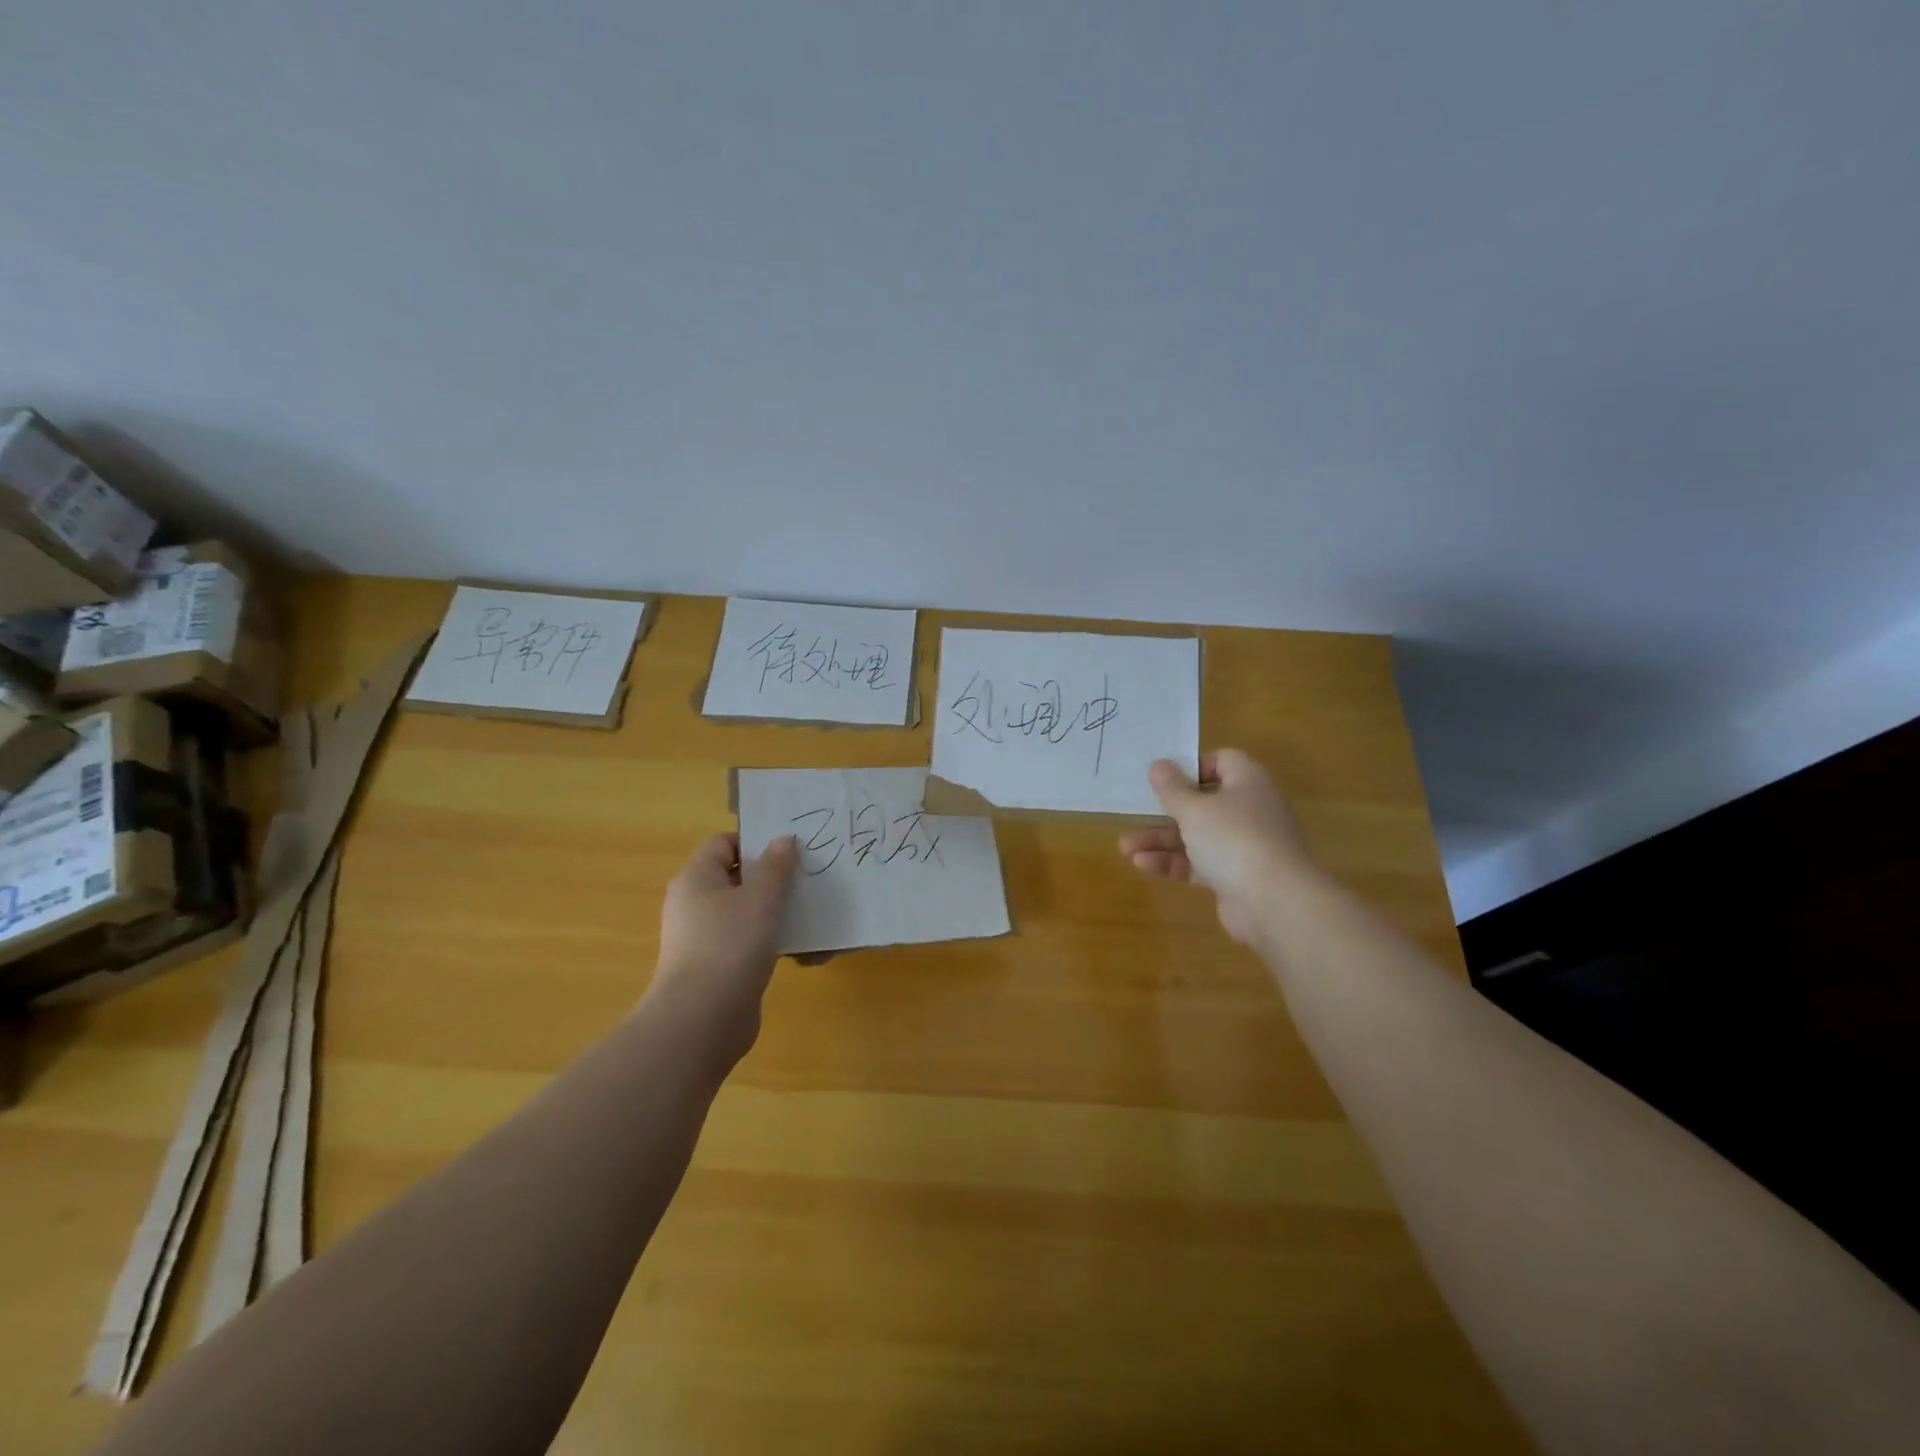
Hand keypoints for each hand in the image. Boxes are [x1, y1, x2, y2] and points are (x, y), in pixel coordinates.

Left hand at [647, 833, 797, 1055]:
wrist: (703, 1021)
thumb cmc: (730, 945)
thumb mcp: (761, 898)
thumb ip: (776, 867)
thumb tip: (782, 839)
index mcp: (696, 879)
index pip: (723, 843)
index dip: (755, 842)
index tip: (790, 851)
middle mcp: (694, 904)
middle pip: (737, 878)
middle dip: (774, 879)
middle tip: (808, 879)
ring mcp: (704, 938)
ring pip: (747, 913)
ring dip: (778, 914)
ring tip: (813, 915)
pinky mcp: (718, 968)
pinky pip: (749, 944)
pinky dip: (772, 943)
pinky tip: (803, 952)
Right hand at [1118, 750, 1308, 943]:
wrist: (1276, 903)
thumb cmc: (1234, 839)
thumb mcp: (1194, 809)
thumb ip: (1172, 788)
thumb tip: (1159, 764)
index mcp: (1247, 782)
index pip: (1223, 761)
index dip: (1193, 766)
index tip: (1165, 778)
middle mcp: (1249, 810)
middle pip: (1203, 802)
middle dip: (1165, 811)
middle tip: (1135, 814)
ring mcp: (1244, 846)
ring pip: (1197, 836)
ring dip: (1161, 840)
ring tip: (1126, 848)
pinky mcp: (1236, 877)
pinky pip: (1200, 864)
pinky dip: (1174, 863)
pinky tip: (1143, 866)